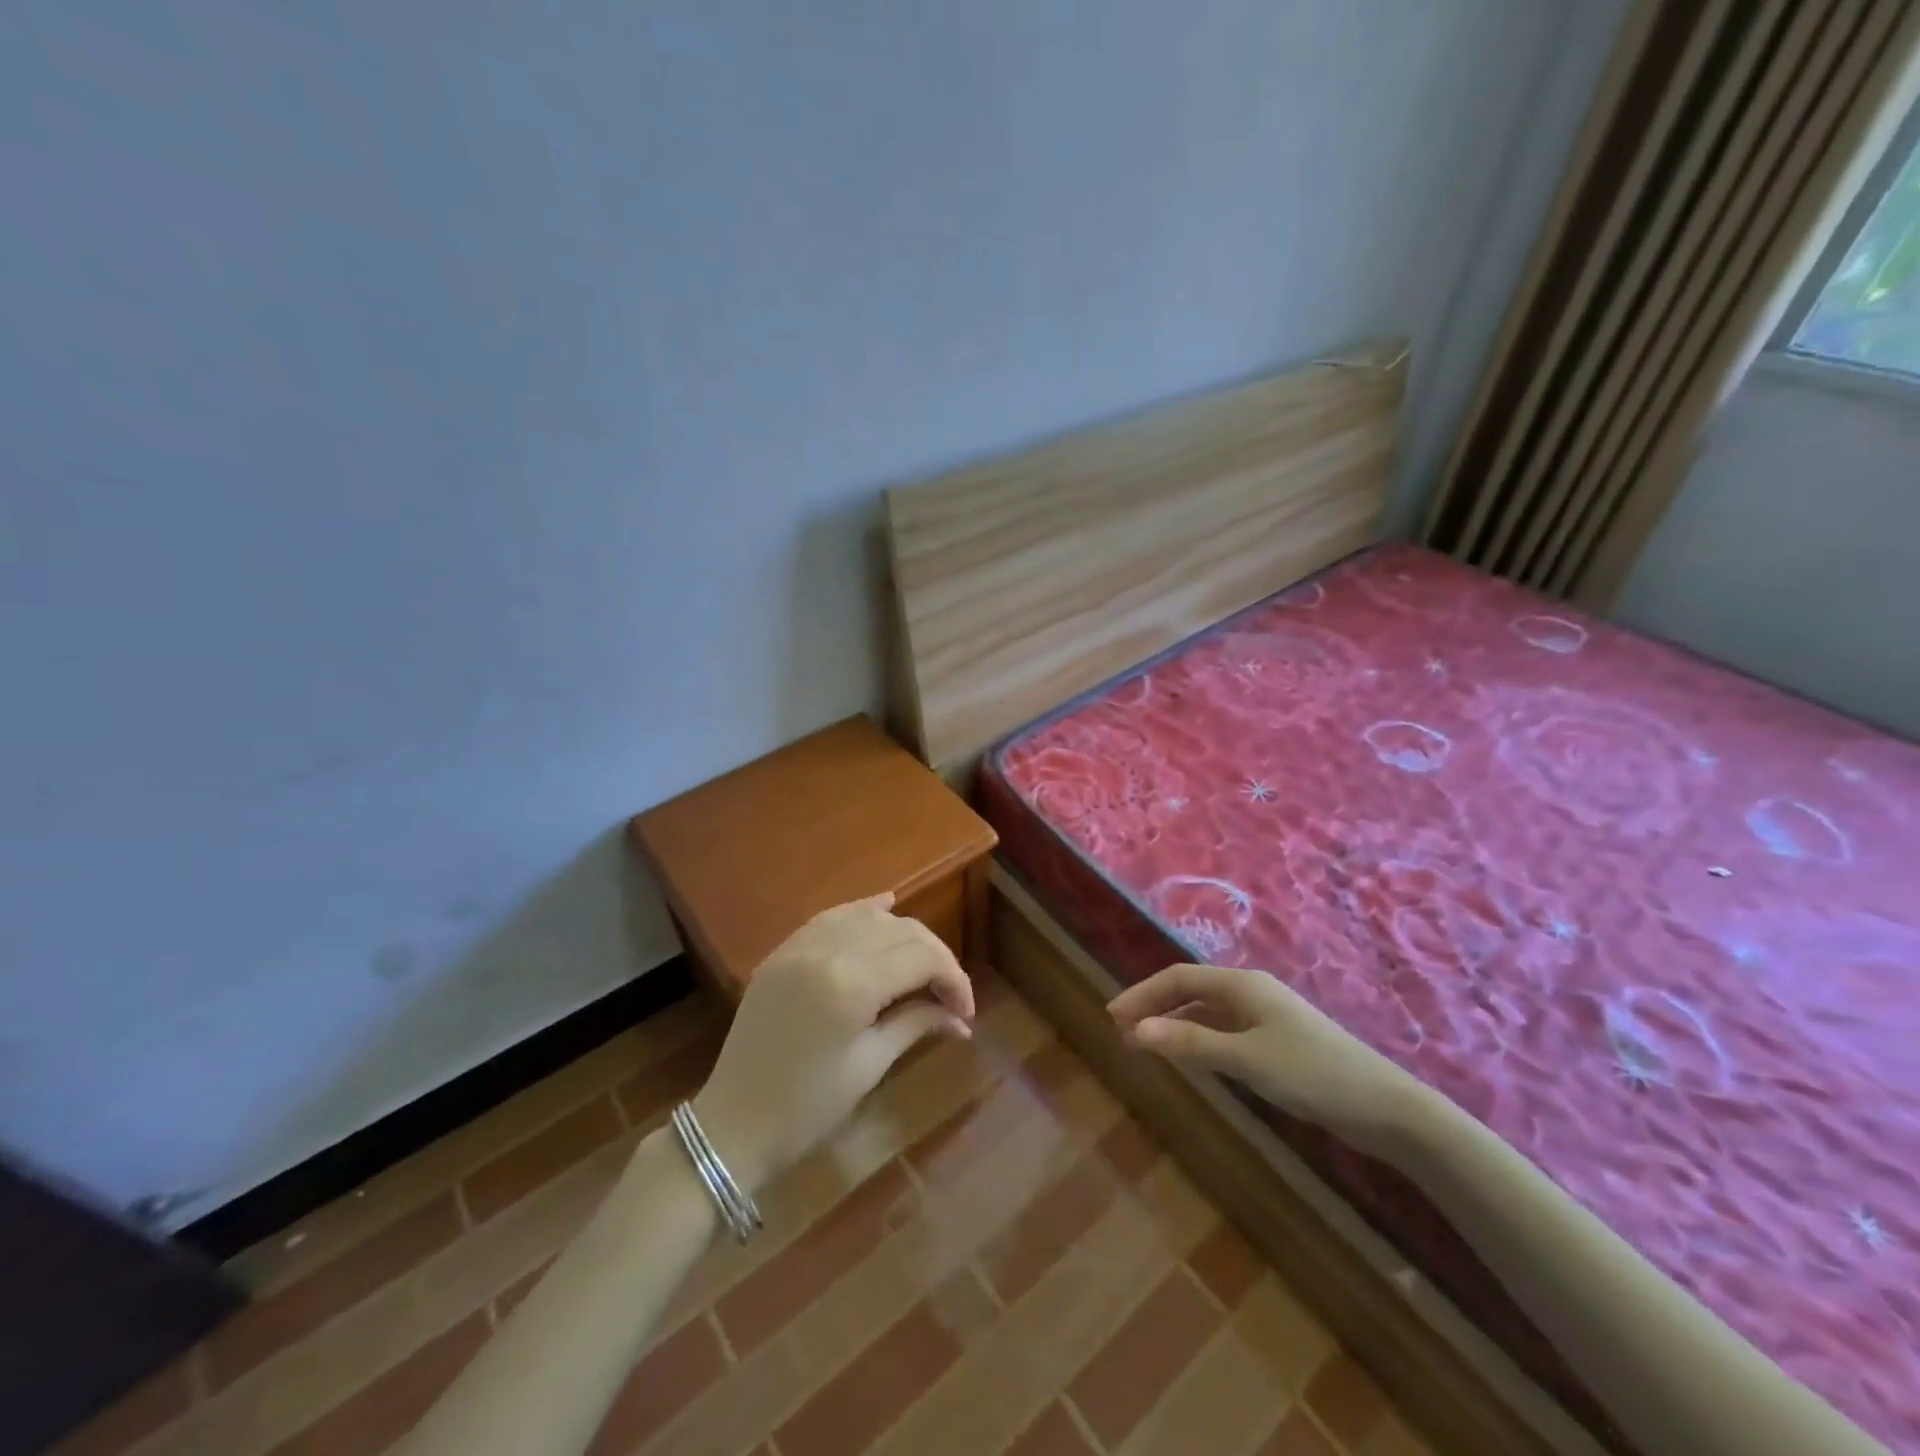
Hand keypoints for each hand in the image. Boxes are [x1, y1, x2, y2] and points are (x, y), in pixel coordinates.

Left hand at [692, 894, 973, 1195]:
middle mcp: (827, 951)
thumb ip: (916, 1024)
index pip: (922, 957)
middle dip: (935, 957)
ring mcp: (800, 946)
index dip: (954, 979)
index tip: (965, 1012)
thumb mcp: (869, 1066)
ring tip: (920, 966)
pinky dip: (862, 912)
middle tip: (949, 995)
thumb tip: (960, 1019)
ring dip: (902, 934)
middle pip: (901, 931)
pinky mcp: (783, 951)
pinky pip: (832, 917)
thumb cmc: (807, 1109)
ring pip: (868, 917)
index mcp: (851, 985)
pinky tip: (885, 907)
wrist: (733, 1124)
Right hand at [1108, 963, 1425, 1153]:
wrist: (1386, 1107)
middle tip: (1122, 1032)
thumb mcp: (1246, 1059)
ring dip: (1174, 1025)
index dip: (1142, 994)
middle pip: (1191, 992)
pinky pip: (1224, 1031)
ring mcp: (1265, 1017)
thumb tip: (1137, 1031)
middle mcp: (1250, 993)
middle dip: (1154, 1008)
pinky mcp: (1276, 1042)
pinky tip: (1189, 1057)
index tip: (1112, 1017)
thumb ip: (1191, 1044)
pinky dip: (1198, 1040)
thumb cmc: (1312, 1073)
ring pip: (1207, 1013)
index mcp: (1242, 985)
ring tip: (1145, 1045)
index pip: (1179, 979)